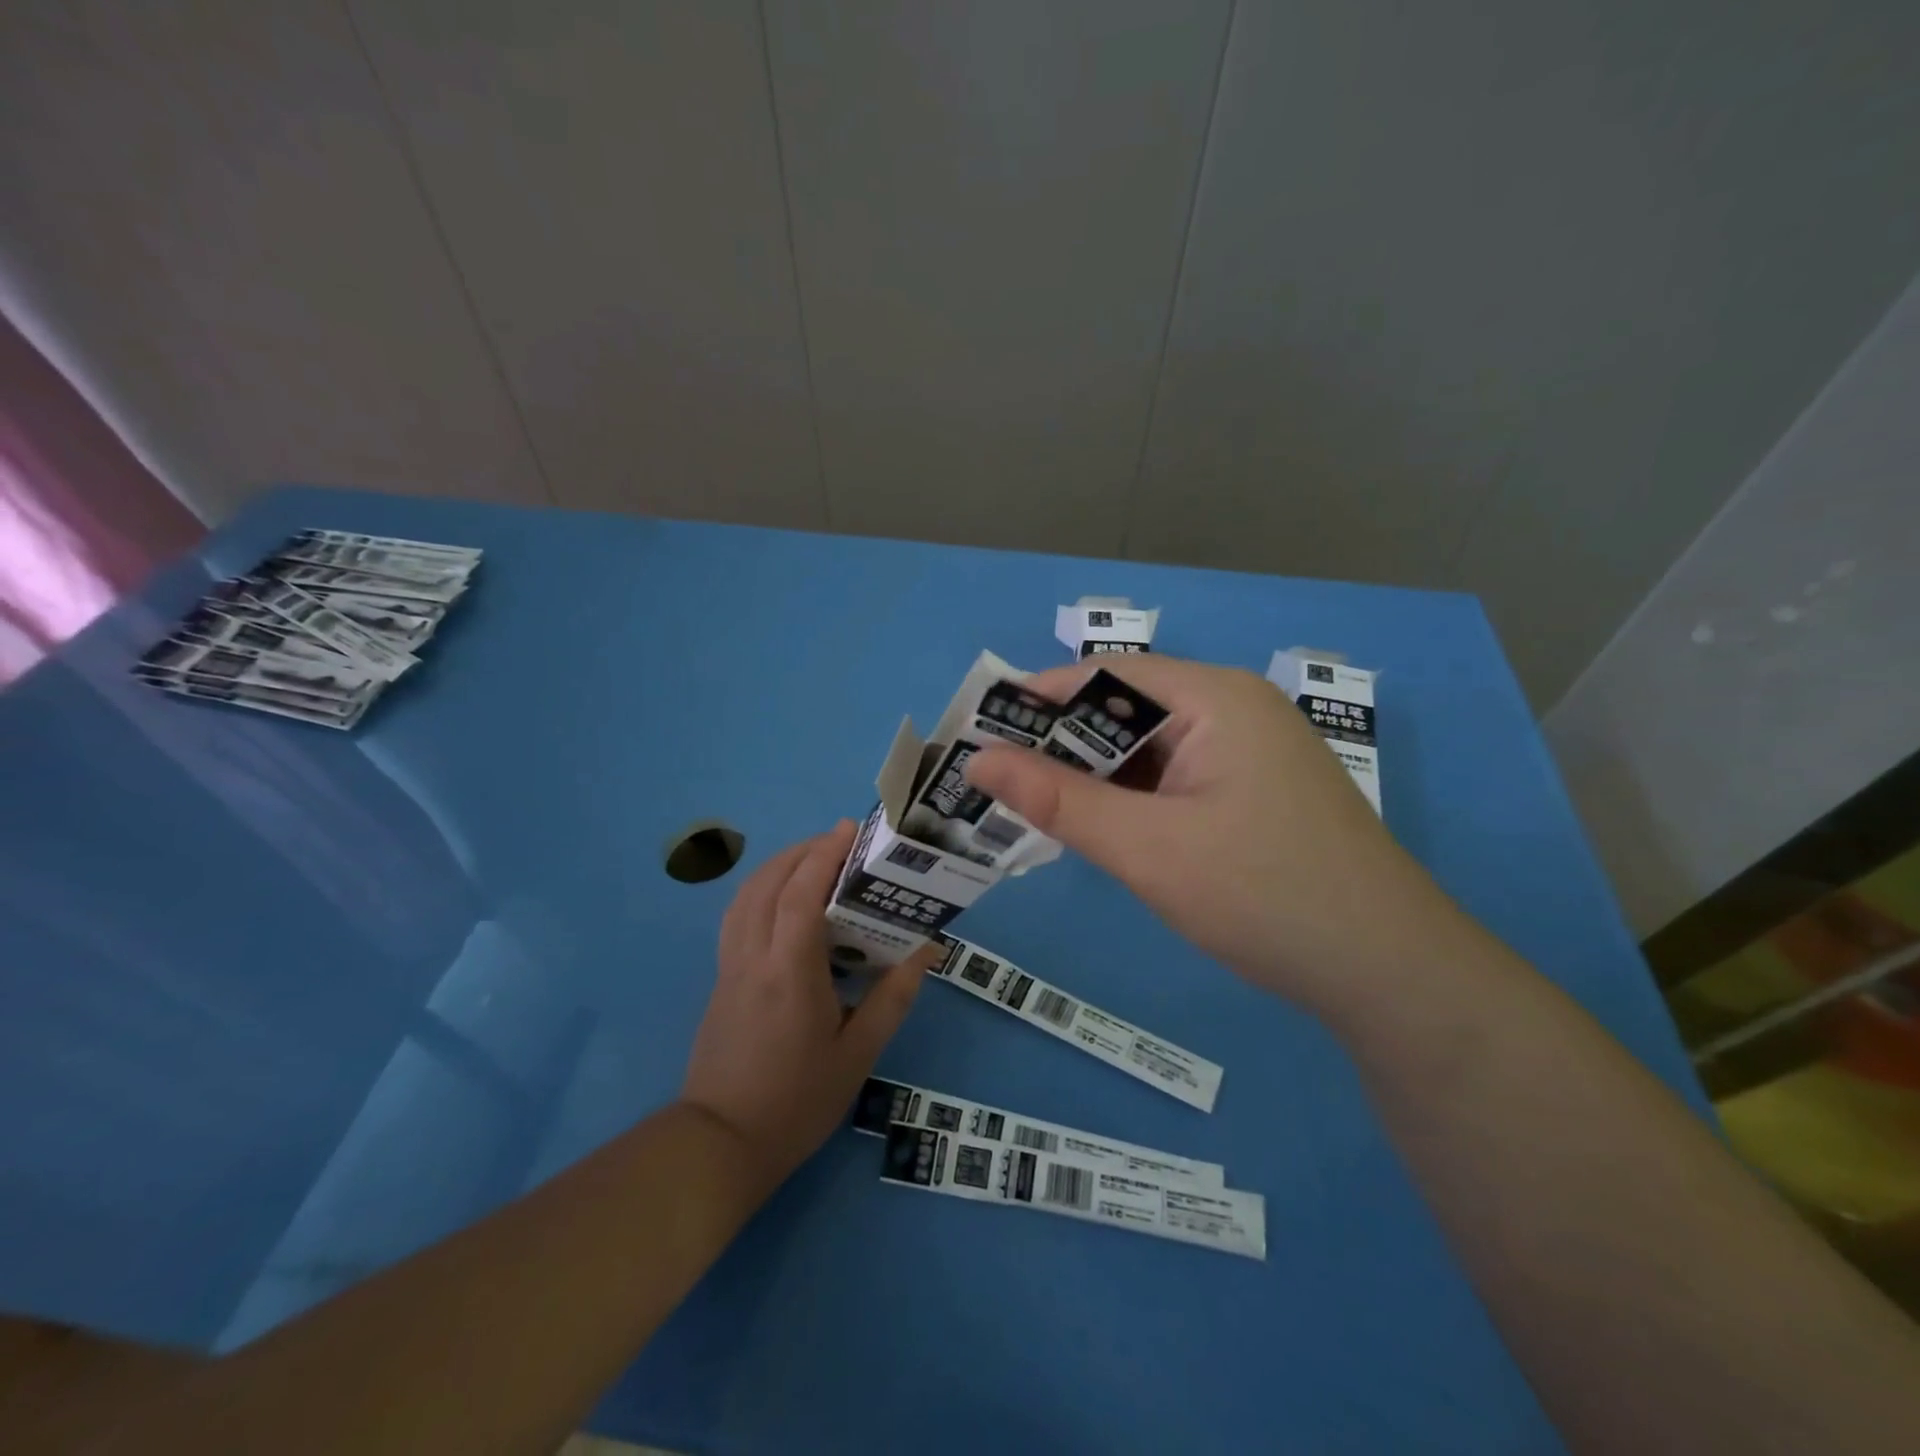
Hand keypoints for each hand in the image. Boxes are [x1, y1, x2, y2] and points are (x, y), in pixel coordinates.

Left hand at [680, 821, 932, 1190]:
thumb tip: (927, 951)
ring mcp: (729, 967)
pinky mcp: (720, 979)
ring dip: (777, 867)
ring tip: (812, 861)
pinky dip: (759, 891)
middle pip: (767, 884)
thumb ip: (892, 998)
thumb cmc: (797, 1100)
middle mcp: (753, 957)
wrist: (722, 1143)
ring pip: (745, 896)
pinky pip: (737, 916)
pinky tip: (781, 901)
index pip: (800, 895)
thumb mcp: (858, 1054)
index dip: (823, 855)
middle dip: (801, 852)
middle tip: (837, 841)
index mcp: (789, 972)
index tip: (848, 830)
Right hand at [964, 656, 1463, 1009]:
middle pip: (1128, 710)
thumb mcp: (1146, 847)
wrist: (1388, 972)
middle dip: (1063, 742)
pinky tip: (1100, 826)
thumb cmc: (1263, 894)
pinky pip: (1176, 777)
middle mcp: (1234, 709)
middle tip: (998, 778)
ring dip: (1096, 774)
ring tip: (1035, 803)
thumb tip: (978, 761)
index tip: (981, 731)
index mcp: (1215, 698)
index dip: (1039, 698)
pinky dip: (1133, 796)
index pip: (1106, 676)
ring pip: (1151, 748)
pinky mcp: (1255, 791)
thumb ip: (1058, 800)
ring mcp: (1250, 752)